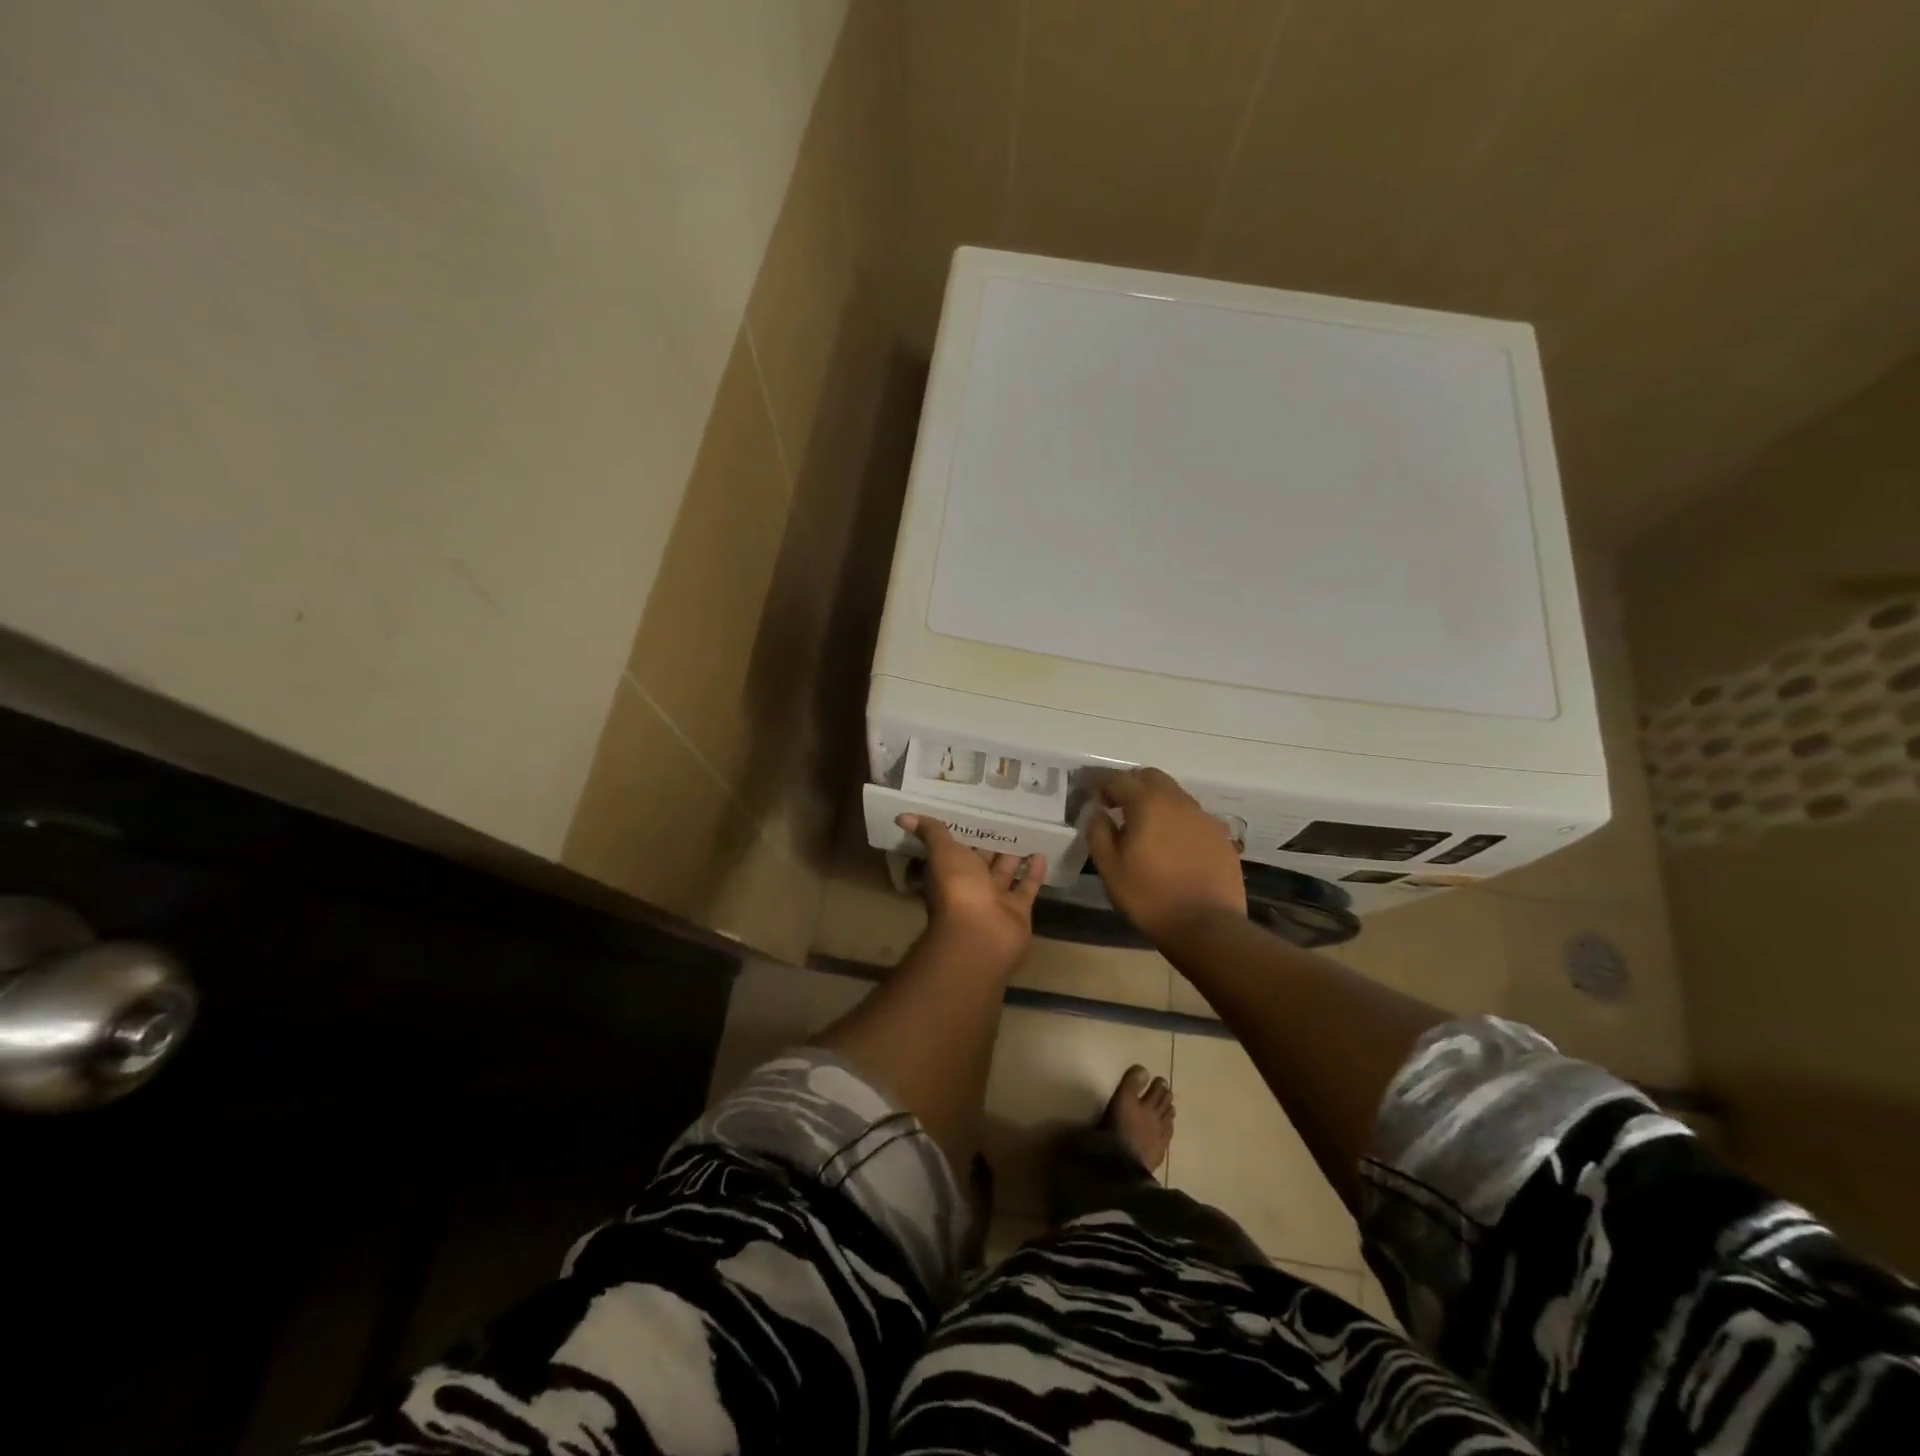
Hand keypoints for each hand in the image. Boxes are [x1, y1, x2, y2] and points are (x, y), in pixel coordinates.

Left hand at [898, 815, 1045, 972]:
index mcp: (950, 871)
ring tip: (1028, 833)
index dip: (965, 833)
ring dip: (1014, 856)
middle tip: (1007, 819)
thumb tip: (902, 816)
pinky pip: (1026, 888)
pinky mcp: (1017, 911)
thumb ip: (930, 832)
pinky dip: (1033, 873)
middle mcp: (971, 886)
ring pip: (1005, 874)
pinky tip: (1041, 854)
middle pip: (983, 861)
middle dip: (992, 844)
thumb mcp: (942, 852)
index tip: (976, 812)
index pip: (957, 848)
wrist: (980, 935)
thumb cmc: (958, 888)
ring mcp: (995, 900)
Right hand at [1084, 767, 1245, 944]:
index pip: (1119, 779)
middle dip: (1131, 784)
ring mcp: (1204, 817)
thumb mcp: (1109, 868)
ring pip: (1175, 795)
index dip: (1102, 782)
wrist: (1207, 926)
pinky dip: (1176, 820)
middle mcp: (1178, 801)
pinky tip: (1172, 844)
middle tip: (1117, 804)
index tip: (1092, 792)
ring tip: (1145, 826)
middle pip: (1151, 777)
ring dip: (1155, 800)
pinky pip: (1193, 816)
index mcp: (1148, 804)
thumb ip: (1098, 832)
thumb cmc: (1149, 897)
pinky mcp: (1221, 836)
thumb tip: (1098, 811)